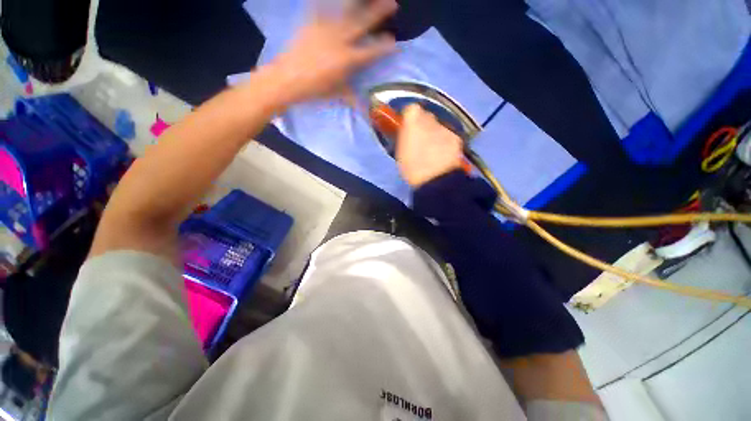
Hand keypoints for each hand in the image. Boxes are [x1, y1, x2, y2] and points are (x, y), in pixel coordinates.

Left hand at [269, 0, 397, 102]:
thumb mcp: (337, 94)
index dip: (385, 47)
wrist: (288, 79)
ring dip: (359, 1)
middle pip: (363, 23)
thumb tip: (364, 109)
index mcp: (348, 59)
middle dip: (379, 13)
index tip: (395, 43)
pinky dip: (327, 1)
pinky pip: (321, 6)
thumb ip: (352, 97)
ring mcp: (326, 29)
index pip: (372, 51)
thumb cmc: (315, 89)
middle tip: (392, 4)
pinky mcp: (312, 23)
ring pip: (346, 10)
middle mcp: (341, 40)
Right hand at [396, 104, 463, 187]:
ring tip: (433, 151)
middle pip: (426, 116)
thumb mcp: (400, 153)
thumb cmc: (411, 168)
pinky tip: (444, 155)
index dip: (410, 119)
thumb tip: (407, 133)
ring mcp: (445, 128)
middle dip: (423, 125)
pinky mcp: (456, 137)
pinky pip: (449, 136)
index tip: (408, 129)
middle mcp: (430, 119)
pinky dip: (446, 143)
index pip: (411, 109)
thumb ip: (404, 138)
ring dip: (435, 134)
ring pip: (439, 127)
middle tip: (420, 141)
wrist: (435, 179)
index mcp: (412, 121)